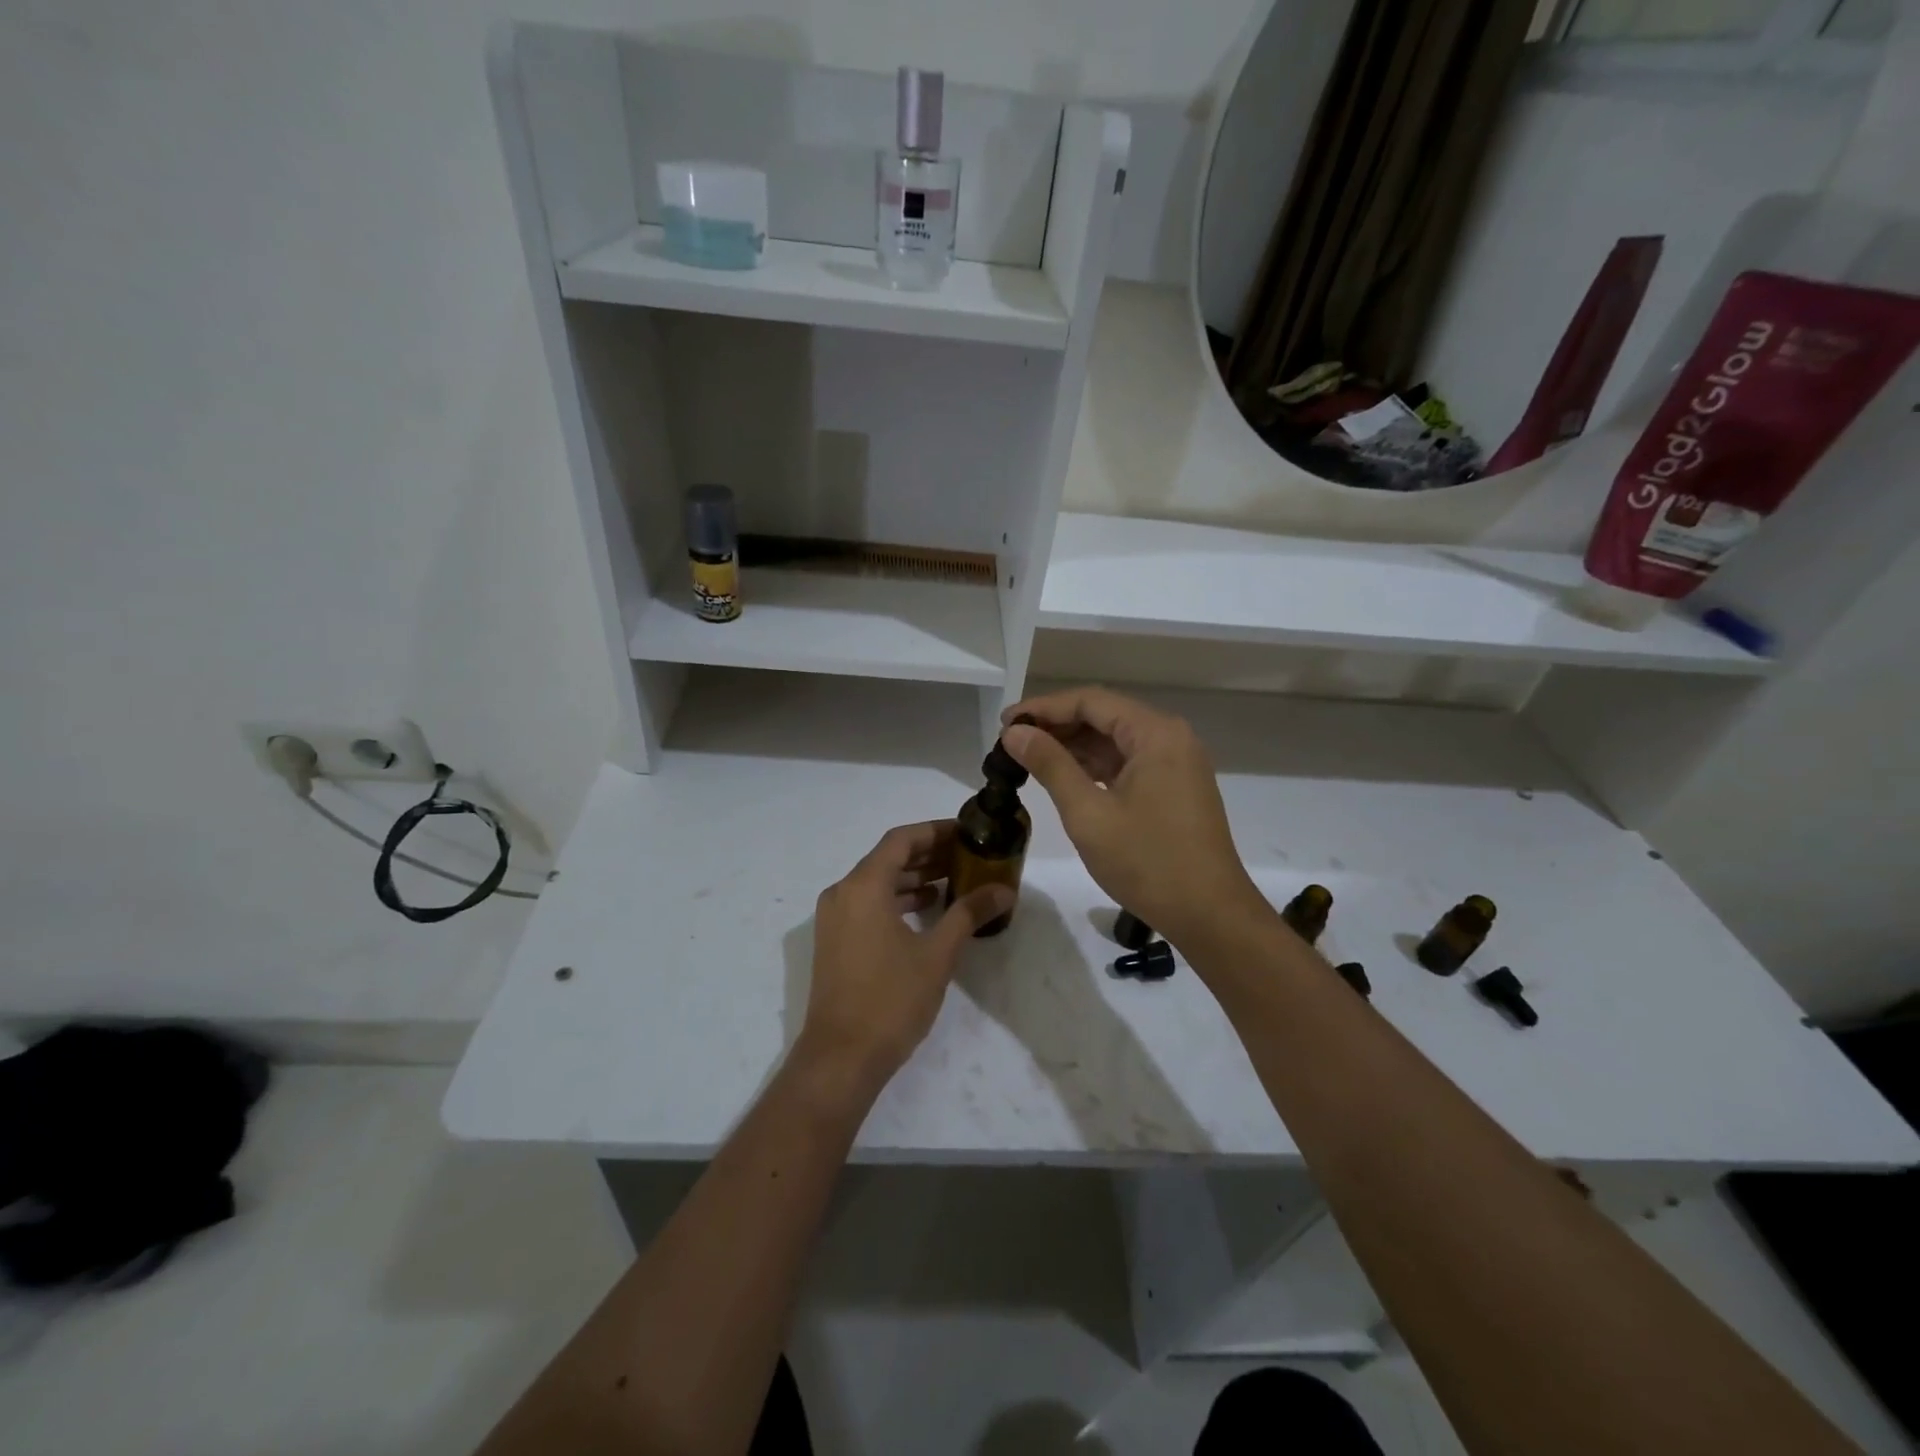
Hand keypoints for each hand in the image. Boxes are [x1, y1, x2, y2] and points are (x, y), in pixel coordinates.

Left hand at [797, 821, 1013, 1097]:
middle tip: (968, 856)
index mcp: (863, 886)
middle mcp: (843, 893)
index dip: (935, 831)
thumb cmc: (891, 999)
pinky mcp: (835, 940)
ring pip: (877, 882)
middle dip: (928, 854)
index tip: (967, 832)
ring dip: (914, 878)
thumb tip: (1005, 890)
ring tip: (954, 880)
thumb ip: (969, 913)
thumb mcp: (938, 954)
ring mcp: (834, 918)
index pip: (901, 840)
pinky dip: (897, 899)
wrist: (841, 1057)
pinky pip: (868, 903)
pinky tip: (928, 910)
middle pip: (888, 858)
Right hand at [1001, 687, 1263, 947]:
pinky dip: (1094, 766)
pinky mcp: (1175, 787)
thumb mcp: (1088, 814)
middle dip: (1057, 725)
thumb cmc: (1147, 862)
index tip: (1004, 723)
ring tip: (1029, 758)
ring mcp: (1176, 763)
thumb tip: (1015, 733)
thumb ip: (1050, 765)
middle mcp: (1170, 738)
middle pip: (1104, 716)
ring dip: (1073, 746)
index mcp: (1156, 734)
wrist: (1210, 915)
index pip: (1090, 701)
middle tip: (1012, 742)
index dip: (1043, 708)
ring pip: (1115, 740)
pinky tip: (1064, 776)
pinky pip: (1128, 762)